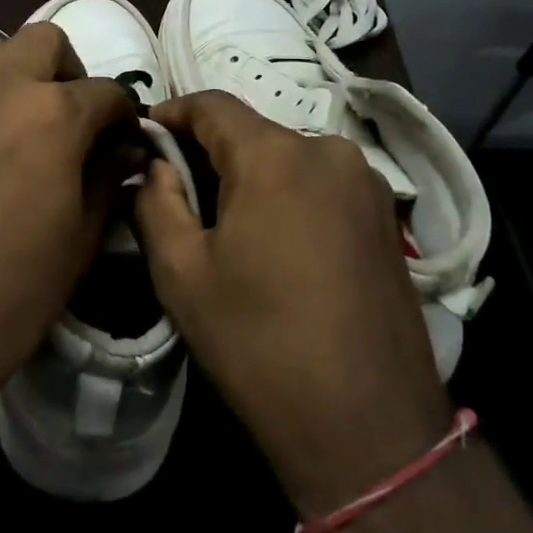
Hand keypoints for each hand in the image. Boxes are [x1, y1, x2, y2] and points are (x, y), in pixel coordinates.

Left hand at [0, 23, 139, 438]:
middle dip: (67, 70)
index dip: (123, 114)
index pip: (106, 92)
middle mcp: (0, 86)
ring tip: (14, 121)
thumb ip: (108, 178)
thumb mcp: (81, 238)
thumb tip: (126, 149)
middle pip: (44, 40)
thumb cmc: (13, 289)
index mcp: (54, 113)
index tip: (123, 138)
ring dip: (12, 74)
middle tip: (69, 115)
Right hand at [135, 90, 452, 517]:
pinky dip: (288, 194)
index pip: (211, 104)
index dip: (171, 114)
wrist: (370, 428)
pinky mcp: (387, 216)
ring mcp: (367, 182)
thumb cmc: (260, 344)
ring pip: (288, 157)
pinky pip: (320, 182)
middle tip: (177, 191)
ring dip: (251, 175)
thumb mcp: (181, 274)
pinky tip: (275, 242)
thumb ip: (155, 201)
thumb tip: (156, 165)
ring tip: (226, 223)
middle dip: (209, 151)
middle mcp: (328, 150)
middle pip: (252, 131)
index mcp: (275, 156)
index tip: (145, 139)